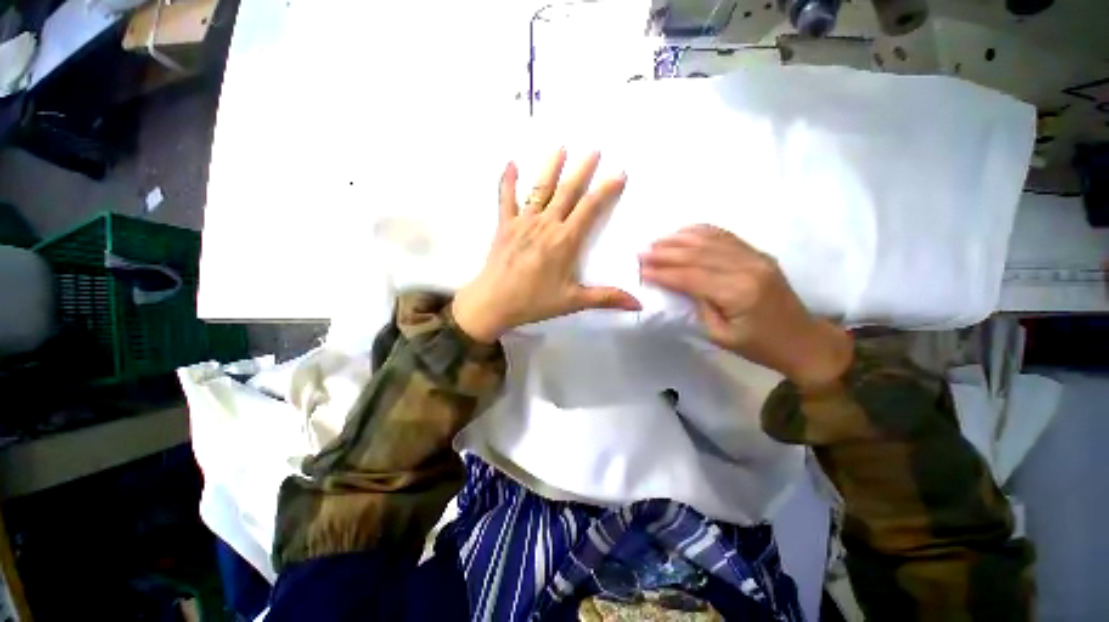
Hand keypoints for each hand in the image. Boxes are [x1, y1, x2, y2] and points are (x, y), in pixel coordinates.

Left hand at [452, 150, 640, 342]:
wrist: (493, 303)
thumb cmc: (534, 302)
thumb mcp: (573, 301)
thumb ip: (606, 298)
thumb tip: (638, 304)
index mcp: (565, 241)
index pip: (590, 209)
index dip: (606, 190)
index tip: (619, 174)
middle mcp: (546, 224)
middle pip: (567, 192)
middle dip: (582, 170)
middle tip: (594, 150)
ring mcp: (523, 222)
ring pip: (540, 189)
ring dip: (551, 168)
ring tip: (560, 148)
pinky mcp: (504, 226)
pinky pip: (505, 198)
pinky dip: (507, 181)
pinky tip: (510, 163)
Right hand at [639, 225, 852, 388]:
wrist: (803, 340)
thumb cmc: (759, 346)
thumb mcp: (720, 335)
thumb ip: (698, 305)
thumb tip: (678, 284)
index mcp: (738, 292)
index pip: (691, 277)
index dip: (663, 273)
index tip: (641, 271)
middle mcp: (748, 267)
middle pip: (698, 254)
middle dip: (666, 253)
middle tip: (641, 253)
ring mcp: (756, 256)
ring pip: (710, 240)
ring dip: (679, 239)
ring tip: (656, 242)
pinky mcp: (759, 254)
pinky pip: (725, 236)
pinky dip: (701, 231)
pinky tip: (683, 232)